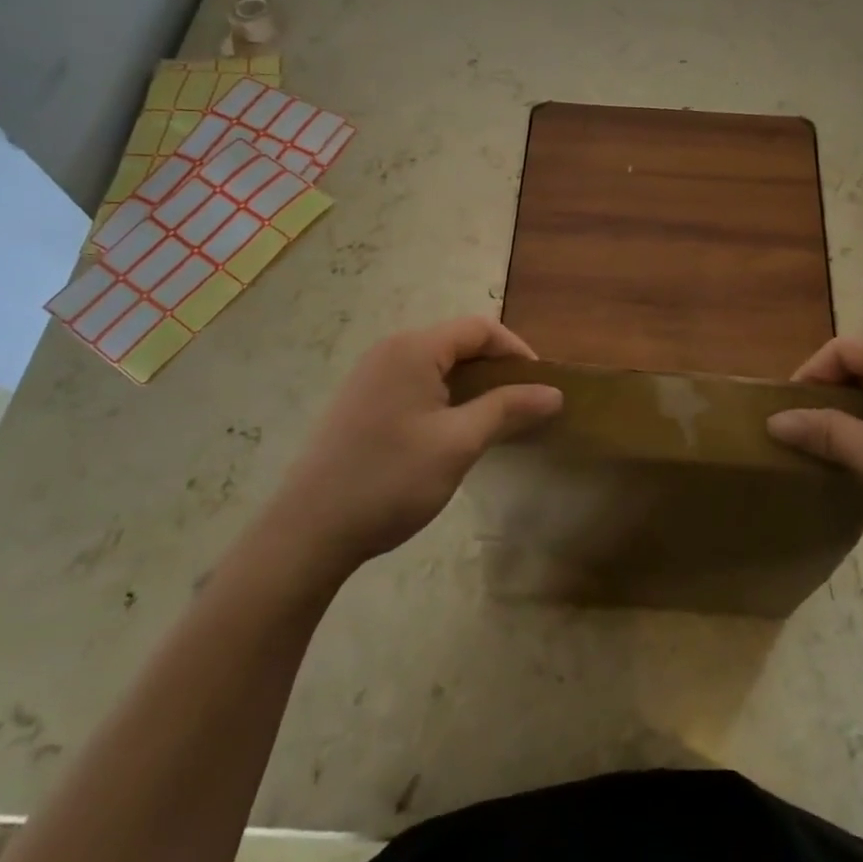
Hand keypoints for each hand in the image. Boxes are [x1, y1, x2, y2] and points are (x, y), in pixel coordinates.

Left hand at [274, 317, 561, 569]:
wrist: (307, 532)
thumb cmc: (390, 479)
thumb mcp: (459, 443)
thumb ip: (508, 409)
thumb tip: (554, 393)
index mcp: (413, 349)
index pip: (479, 329)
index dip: (516, 351)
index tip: (540, 387)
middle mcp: (389, 351)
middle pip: (457, 343)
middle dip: (495, 370)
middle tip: (522, 407)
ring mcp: (369, 377)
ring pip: (436, 367)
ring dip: (470, 387)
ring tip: (493, 422)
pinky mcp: (359, 403)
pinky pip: (414, 385)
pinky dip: (443, 399)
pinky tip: (450, 435)